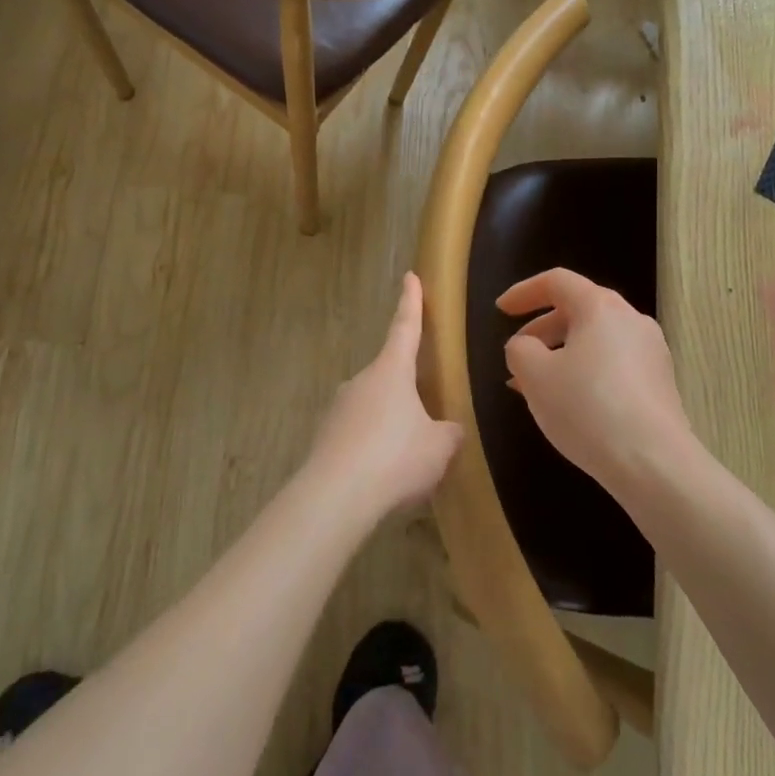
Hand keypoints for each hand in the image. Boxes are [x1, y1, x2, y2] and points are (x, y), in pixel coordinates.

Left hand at [307, 273, 464, 519]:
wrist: (334, 499)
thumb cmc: (395, 458)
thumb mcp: (440, 446)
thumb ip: (449, 433)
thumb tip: (448, 430)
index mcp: (391, 370)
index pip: (405, 326)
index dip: (411, 301)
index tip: (410, 276)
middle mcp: (361, 381)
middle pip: (390, 374)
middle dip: (408, 389)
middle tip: (426, 414)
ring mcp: (339, 409)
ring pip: (373, 407)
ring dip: (390, 423)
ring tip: (408, 458)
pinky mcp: (325, 439)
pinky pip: (358, 436)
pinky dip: (373, 448)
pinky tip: (384, 477)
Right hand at [499, 268, 696, 497]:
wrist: (654, 463)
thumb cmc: (587, 408)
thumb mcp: (536, 376)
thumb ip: (520, 350)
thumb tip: (526, 346)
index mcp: (600, 307)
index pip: (557, 282)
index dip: (524, 292)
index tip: (501, 310)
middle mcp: (631, 320)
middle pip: (579, 310)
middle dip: (542, 329)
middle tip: (518, 353)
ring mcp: (651, 352)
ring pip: (596, 340)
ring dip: (562, 355)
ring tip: (537, 386)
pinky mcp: (660, 384)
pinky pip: (613, 364)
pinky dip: (586, 372)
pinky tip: (570, 405)